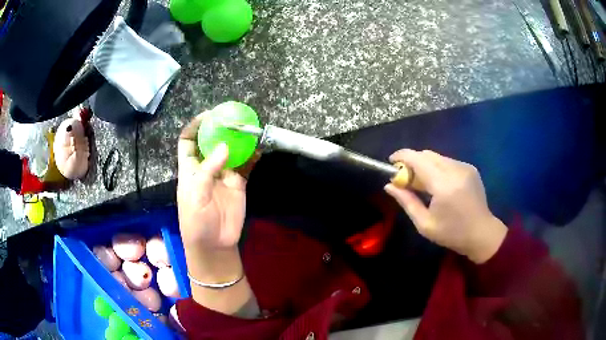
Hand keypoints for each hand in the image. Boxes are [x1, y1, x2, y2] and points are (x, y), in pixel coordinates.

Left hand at [177, 113, 246, 249]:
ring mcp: (223, 174)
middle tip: (232, 117)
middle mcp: (207, 167)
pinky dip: (252, 157)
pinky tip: (258, 148)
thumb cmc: (196, 220)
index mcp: (190, 168)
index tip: (207, 116)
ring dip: (238, 140)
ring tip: (248, 128)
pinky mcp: (238, 183)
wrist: (214, 243)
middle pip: (211, 142)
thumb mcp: (196, 194)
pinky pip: (246, 166)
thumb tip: (224, 146)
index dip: (194, 127)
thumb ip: (208, 170)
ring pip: (231, 151)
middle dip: (219, 129)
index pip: (188, 141)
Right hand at [384, 150, 506, 263]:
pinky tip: (439, 184)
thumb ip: (406, 201)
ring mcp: (465, 167)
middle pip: (427, 154)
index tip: (391, 162)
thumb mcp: (424, 224)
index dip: (402, 156)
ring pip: (437, 157)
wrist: (482, 233)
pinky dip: (438, 168)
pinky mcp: (470, 168)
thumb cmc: (451, 233)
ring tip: (423, 184)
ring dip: (425, 165)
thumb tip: (389, 186)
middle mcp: (455, 170)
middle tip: (406, 178)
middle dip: (412, 161)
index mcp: (443, 185)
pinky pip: (448, 161)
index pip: (418, 159)